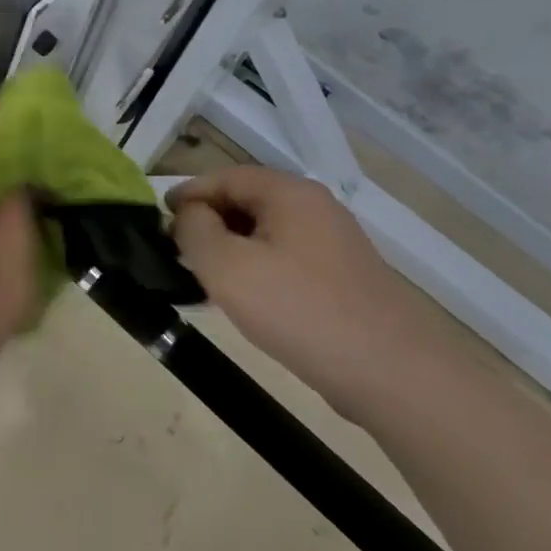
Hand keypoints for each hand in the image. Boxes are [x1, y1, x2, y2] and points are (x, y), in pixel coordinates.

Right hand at [169, 165, 451, 420]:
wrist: (392, 374)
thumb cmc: (298, 309)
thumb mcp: (226, 266)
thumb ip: (194, 230)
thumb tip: (188, 215)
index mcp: (289, 193)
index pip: (224, 177)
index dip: (187, 193)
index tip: (158, 218)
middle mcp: (315, 208)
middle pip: (247, 200)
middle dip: (208, 220)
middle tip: (177, 250)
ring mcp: (334, 244)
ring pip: (266, 232)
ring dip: (231, 247)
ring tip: (203, 276)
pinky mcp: (343, 278)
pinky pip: (286, 258)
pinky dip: (257, 267)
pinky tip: (246, 299)